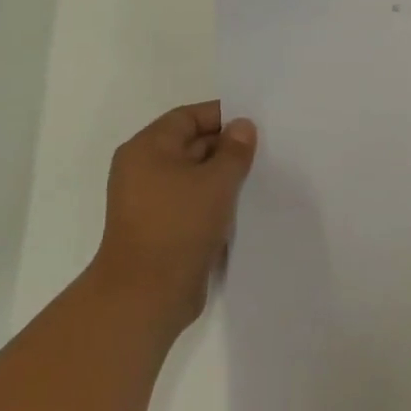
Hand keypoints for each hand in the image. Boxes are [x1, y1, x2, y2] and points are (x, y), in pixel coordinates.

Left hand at [90, 101, 257, 336]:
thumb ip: (234, 150)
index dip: (221, 116)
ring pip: (194, 176)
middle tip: (266, 150)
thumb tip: (242, 126)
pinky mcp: (161, 228)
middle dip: (226, 147)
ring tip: (260, 176)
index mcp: (147, 148)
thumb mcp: (216, 181)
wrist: (147, 294)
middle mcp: (144, 169)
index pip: (187, 117)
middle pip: (190, 144)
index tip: (256, 122)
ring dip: (223, 176)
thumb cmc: (179, 225)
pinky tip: (243, 205)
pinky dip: (215, 200)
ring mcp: (151, 201)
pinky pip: (192, 202)